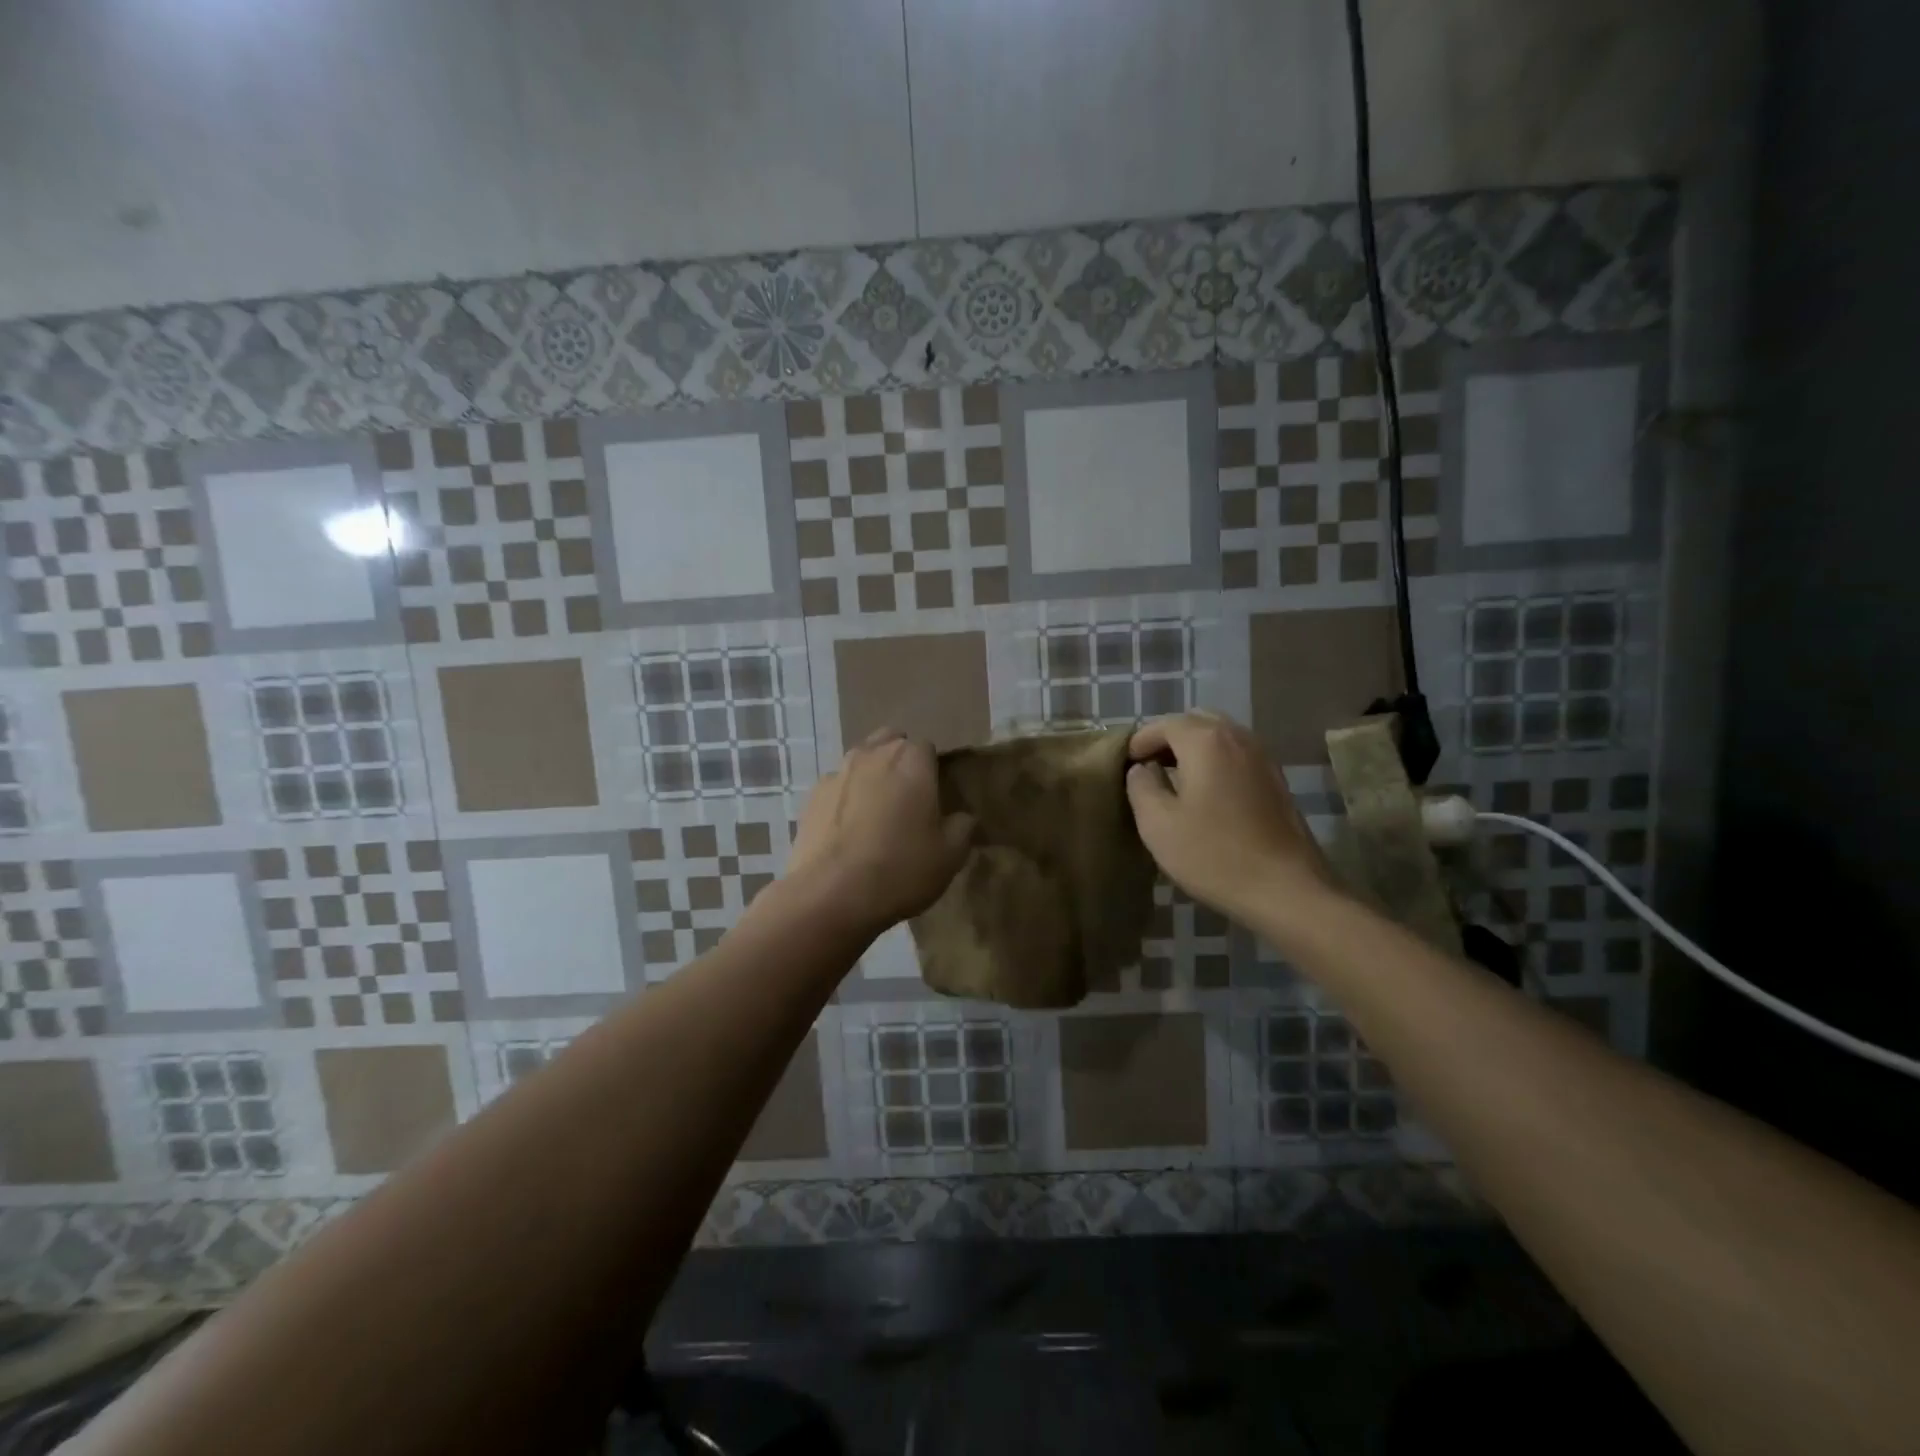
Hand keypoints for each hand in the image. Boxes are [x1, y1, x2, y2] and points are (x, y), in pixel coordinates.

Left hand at [786, 729, 973, 935]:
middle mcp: (872, 754)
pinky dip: (845, 799)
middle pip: (890, 743)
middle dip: (900, 762)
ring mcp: (837, 773)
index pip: (927, 748)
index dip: (932, 770)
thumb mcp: (950, 855)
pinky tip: (848, 831)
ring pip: (861, 761)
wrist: (832, 895)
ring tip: (876, 814)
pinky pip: (837, 788)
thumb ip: (962, 827)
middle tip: (908, 800)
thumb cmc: (901, 869)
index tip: (935, 798)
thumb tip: (962, 817)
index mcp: (911, 760)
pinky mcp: (811, 797)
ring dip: (871, 777)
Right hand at [1125, 711, 1334, 922]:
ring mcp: (1263, 757)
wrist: (1286, 889)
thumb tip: (1142, 768)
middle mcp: (1237, 737)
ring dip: (1193, 749)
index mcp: (1205, 741)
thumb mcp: (1158, 824)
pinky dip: (1216, 761)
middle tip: (1149, 768)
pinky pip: (1237, 754)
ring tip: (1175, 780)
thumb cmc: (1214, 855)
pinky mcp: (1276, 779)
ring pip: (1219, 736)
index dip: (1139, 741)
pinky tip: (1206, 793)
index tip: (1125, 765)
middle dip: (1168, 739)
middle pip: (1195, 721)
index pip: (1163, 725)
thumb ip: (1141, 786)